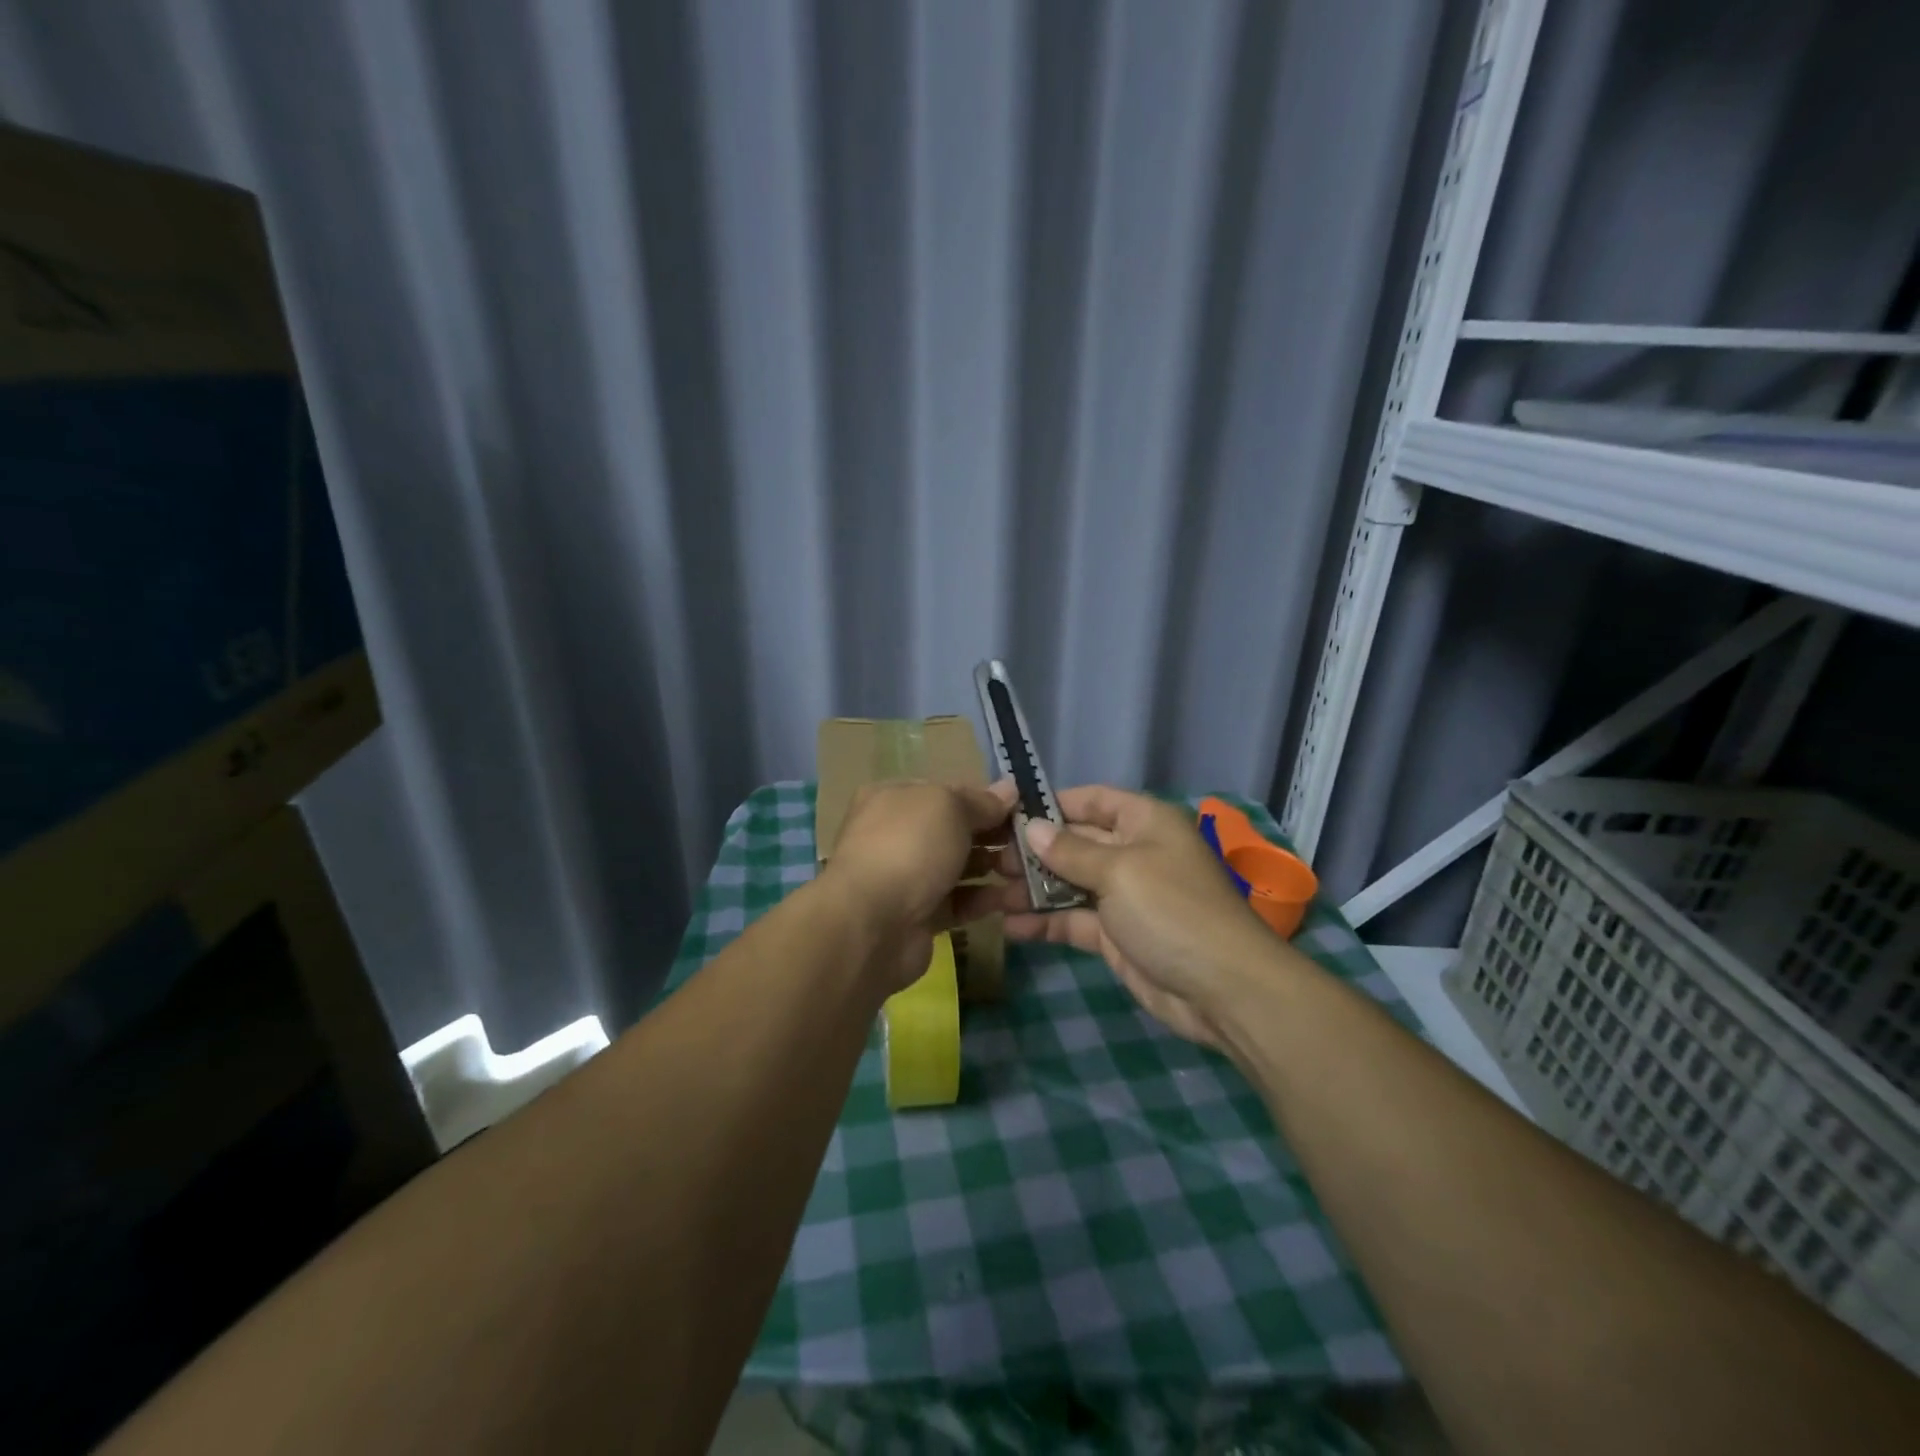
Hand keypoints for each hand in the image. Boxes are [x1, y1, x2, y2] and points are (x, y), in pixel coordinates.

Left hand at [821, 780, 1016, 990]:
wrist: (872, 924)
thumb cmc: (909, 847)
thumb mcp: (948, 806)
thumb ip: (980, 801)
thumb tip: (1009, 790)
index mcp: (894, 799)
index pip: (946, 793)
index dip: (983, 799)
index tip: (1020, 810)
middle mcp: (896, 835)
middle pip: (954, 830)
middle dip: (992, 836)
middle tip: (1031, 844)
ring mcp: (905, 877)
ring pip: (958, 867)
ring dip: (992, 868)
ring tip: (1028, 872)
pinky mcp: (918, 916)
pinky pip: (957, 902)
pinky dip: (982, 900)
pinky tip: (1010, 899)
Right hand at [996, 786, 1284, 1047]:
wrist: (1223, 990)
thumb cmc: (1172, 911)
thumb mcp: (1119, 871)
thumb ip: (1070, 851)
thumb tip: (1031, 828)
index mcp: (1143, 822)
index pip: (1090, 800)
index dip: (1050, 805)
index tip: (1005, 815)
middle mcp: (1132, 852)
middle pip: (1074, 842)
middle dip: (1032, 851)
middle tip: (987, 859)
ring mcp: (1123, 896)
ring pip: (1068, 883)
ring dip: (1032, 888)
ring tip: (989, 893)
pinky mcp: (1114, 935)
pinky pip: (1072, 920)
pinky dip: (1044, 921)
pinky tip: (1011, 926)